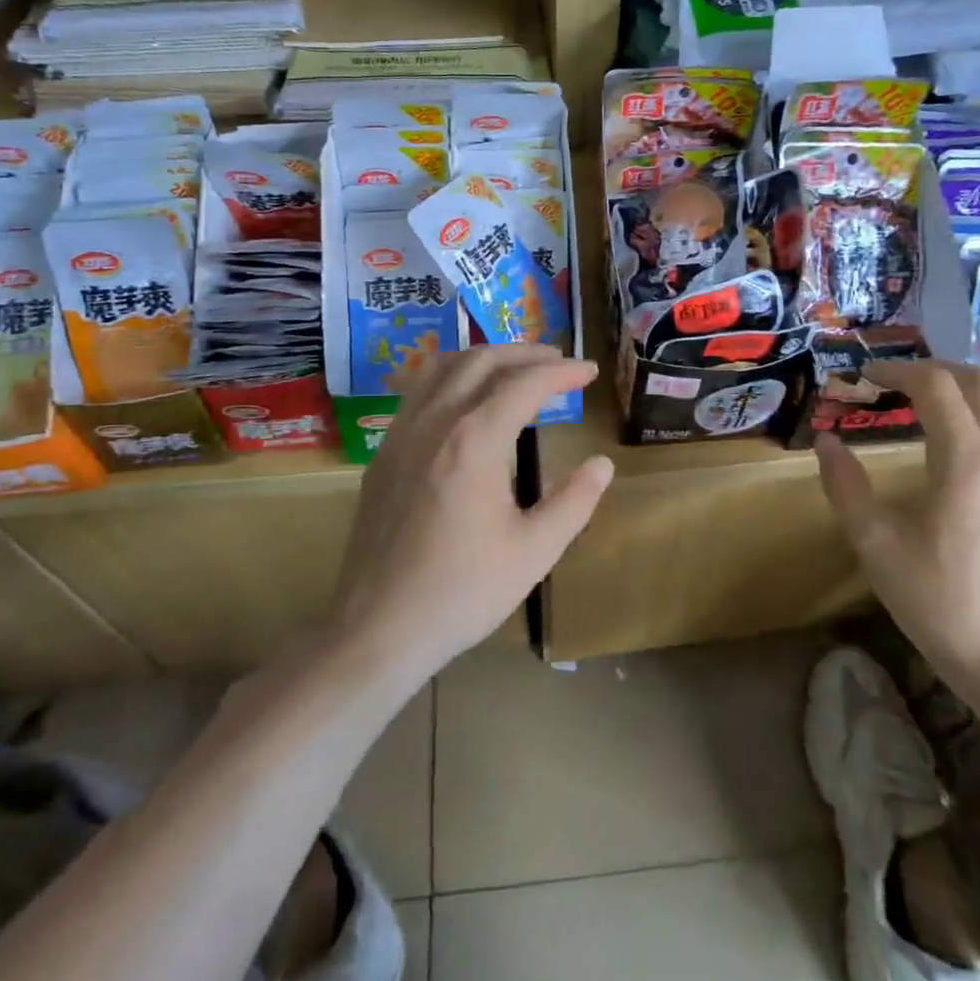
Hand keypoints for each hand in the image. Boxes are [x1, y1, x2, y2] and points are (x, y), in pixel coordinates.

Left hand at [325, 345, 614, 680]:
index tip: (590, 370)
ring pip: (444, 366)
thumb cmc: (462, 592)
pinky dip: (451, 375)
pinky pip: (418, 390)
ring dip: (485, 357)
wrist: (377, 628)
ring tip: (514, 367)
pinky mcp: (383, 453)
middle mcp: (435, 421)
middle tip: (558, 361)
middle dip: (525, 353)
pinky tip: (464, 397)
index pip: (526, 384)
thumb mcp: (534, 552)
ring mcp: (401, 433)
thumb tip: (602, 464)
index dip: (563, 371)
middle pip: (482, 361)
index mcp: (475, 440)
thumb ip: (574, 501)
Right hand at [815, 360, 979, 689]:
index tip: (864, 378)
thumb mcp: (872, 540)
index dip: (896, 371)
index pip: (935, 386)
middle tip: (893, 383)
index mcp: (963, 460)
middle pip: (977, 381)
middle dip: (931, 370)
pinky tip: (964, 434)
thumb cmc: (932, 593)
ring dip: (971, 385)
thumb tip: (825, 441)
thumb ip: (844, 484)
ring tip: (934, 399)